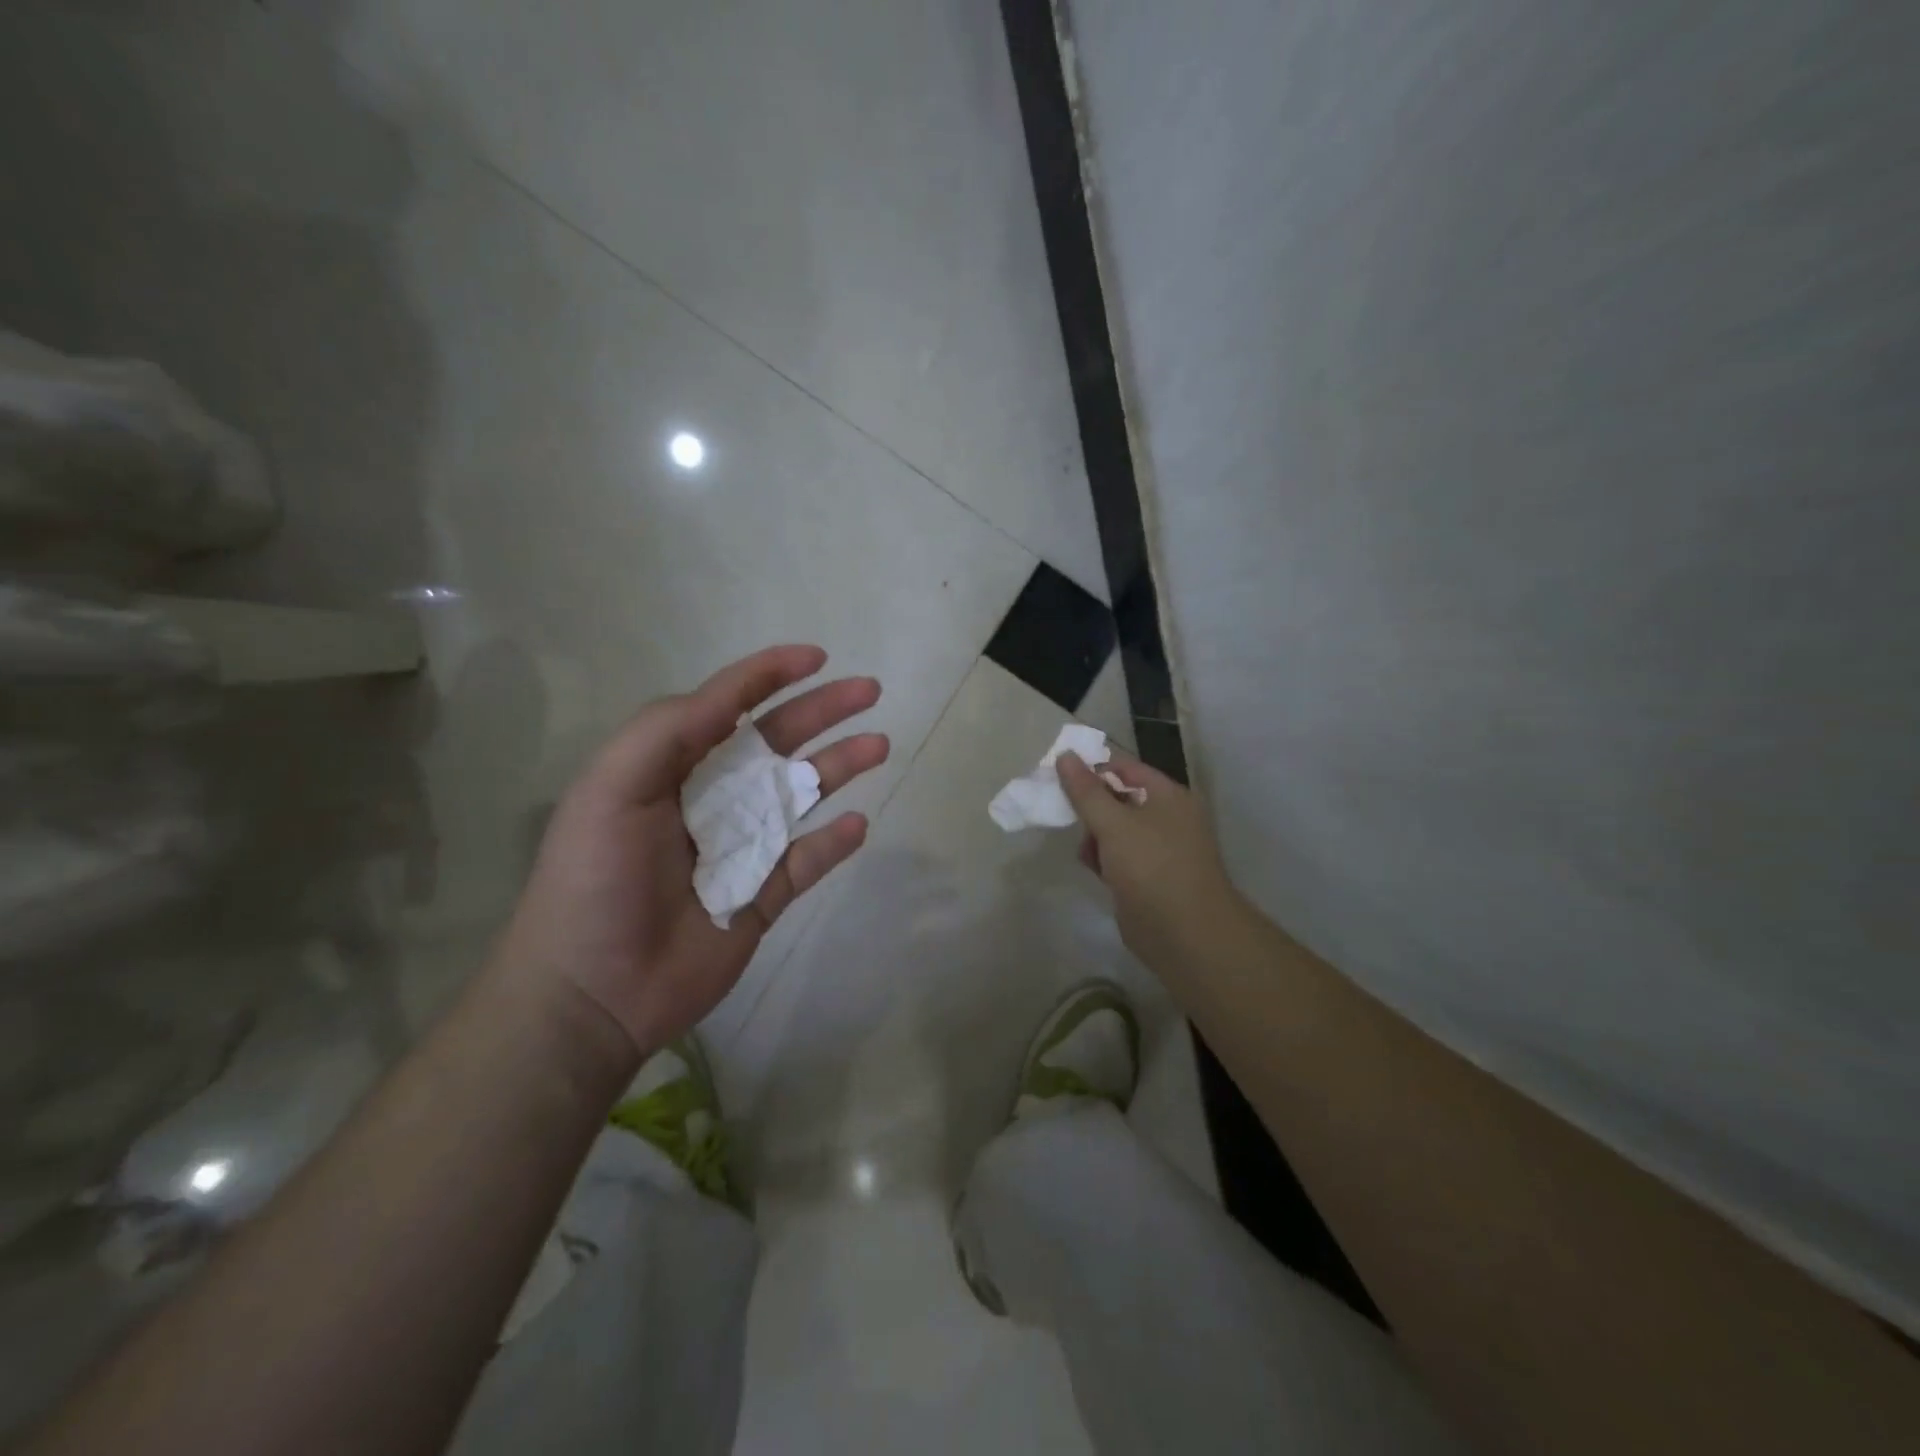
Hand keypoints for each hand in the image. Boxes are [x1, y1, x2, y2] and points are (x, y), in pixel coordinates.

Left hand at [497, 645, 887, 1059]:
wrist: (592, 992)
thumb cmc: (595, 880)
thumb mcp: (612, 787)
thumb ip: (667, 730)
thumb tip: (733, 697)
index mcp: (670, 767)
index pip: (727, 706)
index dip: (769, 675)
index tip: (816, 657)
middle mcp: (710, 799)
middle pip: (777, 743)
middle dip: (822, 711)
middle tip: (869, 691)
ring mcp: (740, 848)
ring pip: (801, 796)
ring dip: (840, 766)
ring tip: (878, 745)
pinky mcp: (761, 897)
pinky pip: (806, 861)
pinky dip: (833, 843)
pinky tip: (857, 824)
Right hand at [1057, 750, 1243, 972]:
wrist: (1185, 934)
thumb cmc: (1152, 867)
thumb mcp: (1113, 823)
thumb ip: (1086, 791)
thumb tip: (1065, 756)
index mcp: (1168, 795)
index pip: (1125, 766)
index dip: (1092, 766)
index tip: (1058, 772)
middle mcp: (1167, 817)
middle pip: (1119, 797)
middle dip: (1091, 806)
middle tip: (1064, 812)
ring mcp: (1160, 849)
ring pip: (1116, 829)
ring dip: (1095, 836)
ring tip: (1087, 852)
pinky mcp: (1149, 877)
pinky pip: (1119, 856)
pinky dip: (1104, 859)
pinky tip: (1095, 870)